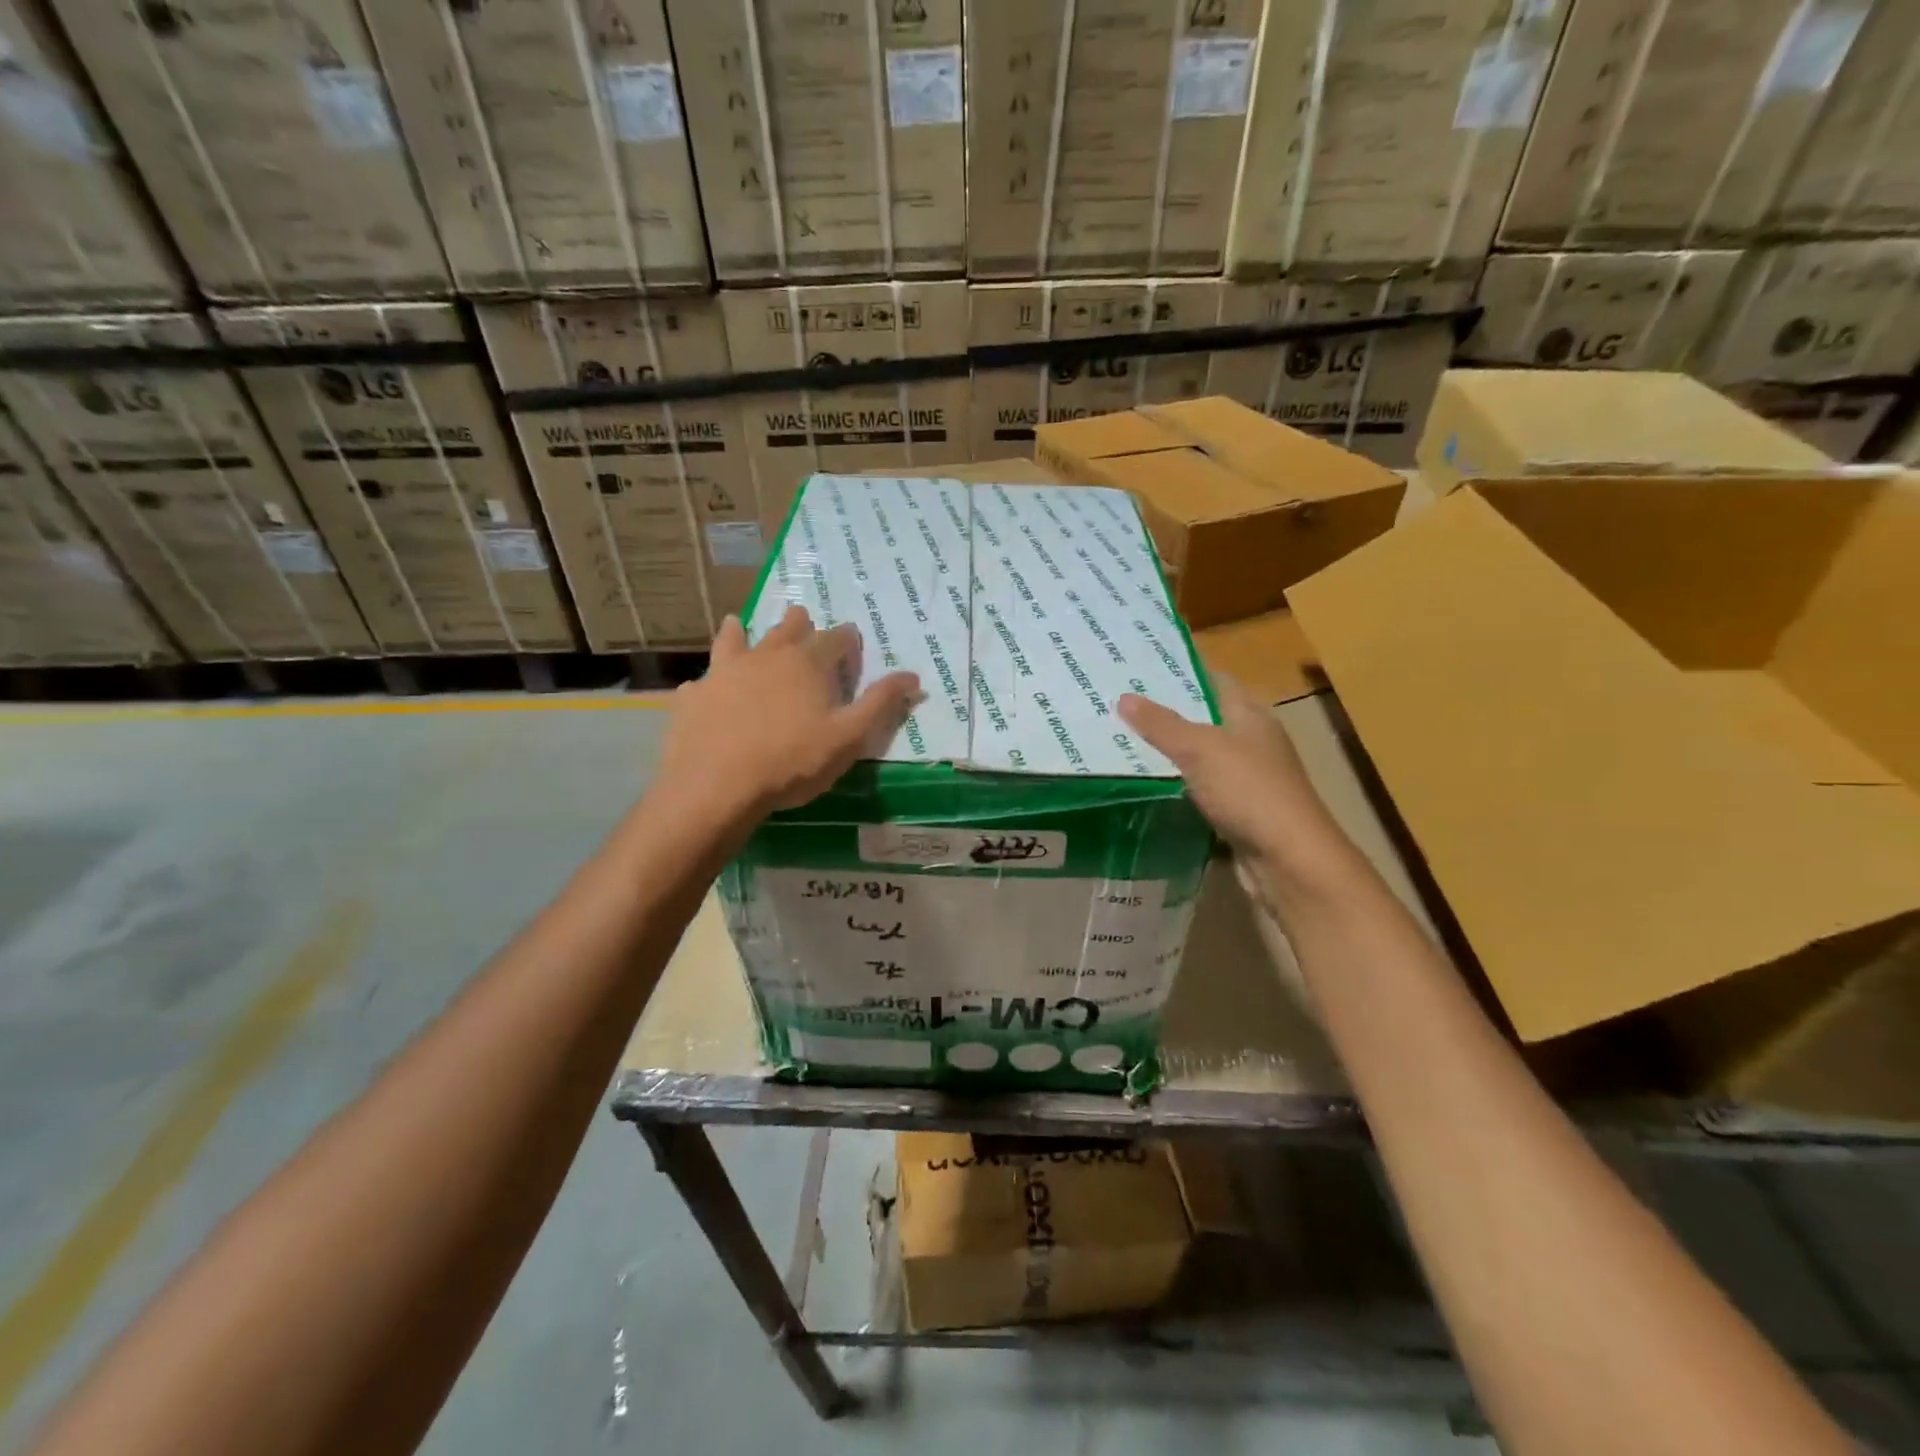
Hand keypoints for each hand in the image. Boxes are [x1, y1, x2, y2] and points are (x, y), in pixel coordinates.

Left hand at [660, 606, 921, 822]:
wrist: (717, 786)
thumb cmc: (793, 761)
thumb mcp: (849, 737)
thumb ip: (881, 704)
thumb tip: (913, 676)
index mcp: (809, 663)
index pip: (837, 638)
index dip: (848, 641)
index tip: (852, 646)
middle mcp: (767, 655)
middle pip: (788, 628)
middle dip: (801, 624)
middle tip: (803, 623)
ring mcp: (725, 671)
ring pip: (736, 638)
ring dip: (743, 631)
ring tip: (740, 625)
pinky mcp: (694, 695)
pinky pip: (702, 680)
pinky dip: (709, 680)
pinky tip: (705, 688)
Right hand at [1118, 676, 1369, 906]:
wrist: (1288, 861)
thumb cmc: (1249, 791)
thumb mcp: (1200, 749)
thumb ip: (1161, 724)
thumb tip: (1123, 697)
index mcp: (1251, 715)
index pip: (1213, 681)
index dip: (1178, 673)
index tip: (1136, 670)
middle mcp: (1252, 742)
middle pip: (1203, 719)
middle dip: (1164, 714)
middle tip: (1116, 707)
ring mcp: (1246, 780)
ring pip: (1198, 758)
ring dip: (1166, 753)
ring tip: (1119, 742)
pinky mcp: (1237, 812)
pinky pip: (1198, 790)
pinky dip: (1175, 787)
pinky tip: (1143, 786)